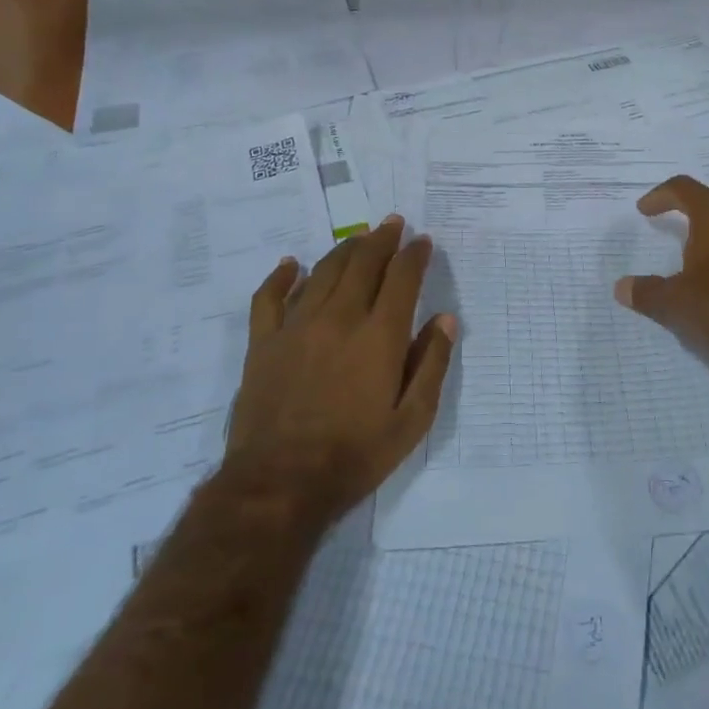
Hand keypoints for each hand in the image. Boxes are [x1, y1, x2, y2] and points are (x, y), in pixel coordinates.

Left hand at [226, 215, 456, 528]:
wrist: (279, 485)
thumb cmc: (354, 455)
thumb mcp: (411, 421)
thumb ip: (432, 366)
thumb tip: (445, 320)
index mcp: (379, 336)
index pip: (401, 278)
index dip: (414, 254)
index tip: (423, 240)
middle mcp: (339, 319)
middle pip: (362, 263)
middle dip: (381, 239)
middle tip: (392, 224)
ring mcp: (296, 327)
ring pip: (323, 272)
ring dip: (344, 249)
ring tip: (358, 238)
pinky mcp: (263, 343)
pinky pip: (269, 297)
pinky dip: (281, 276)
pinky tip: (290, 264)